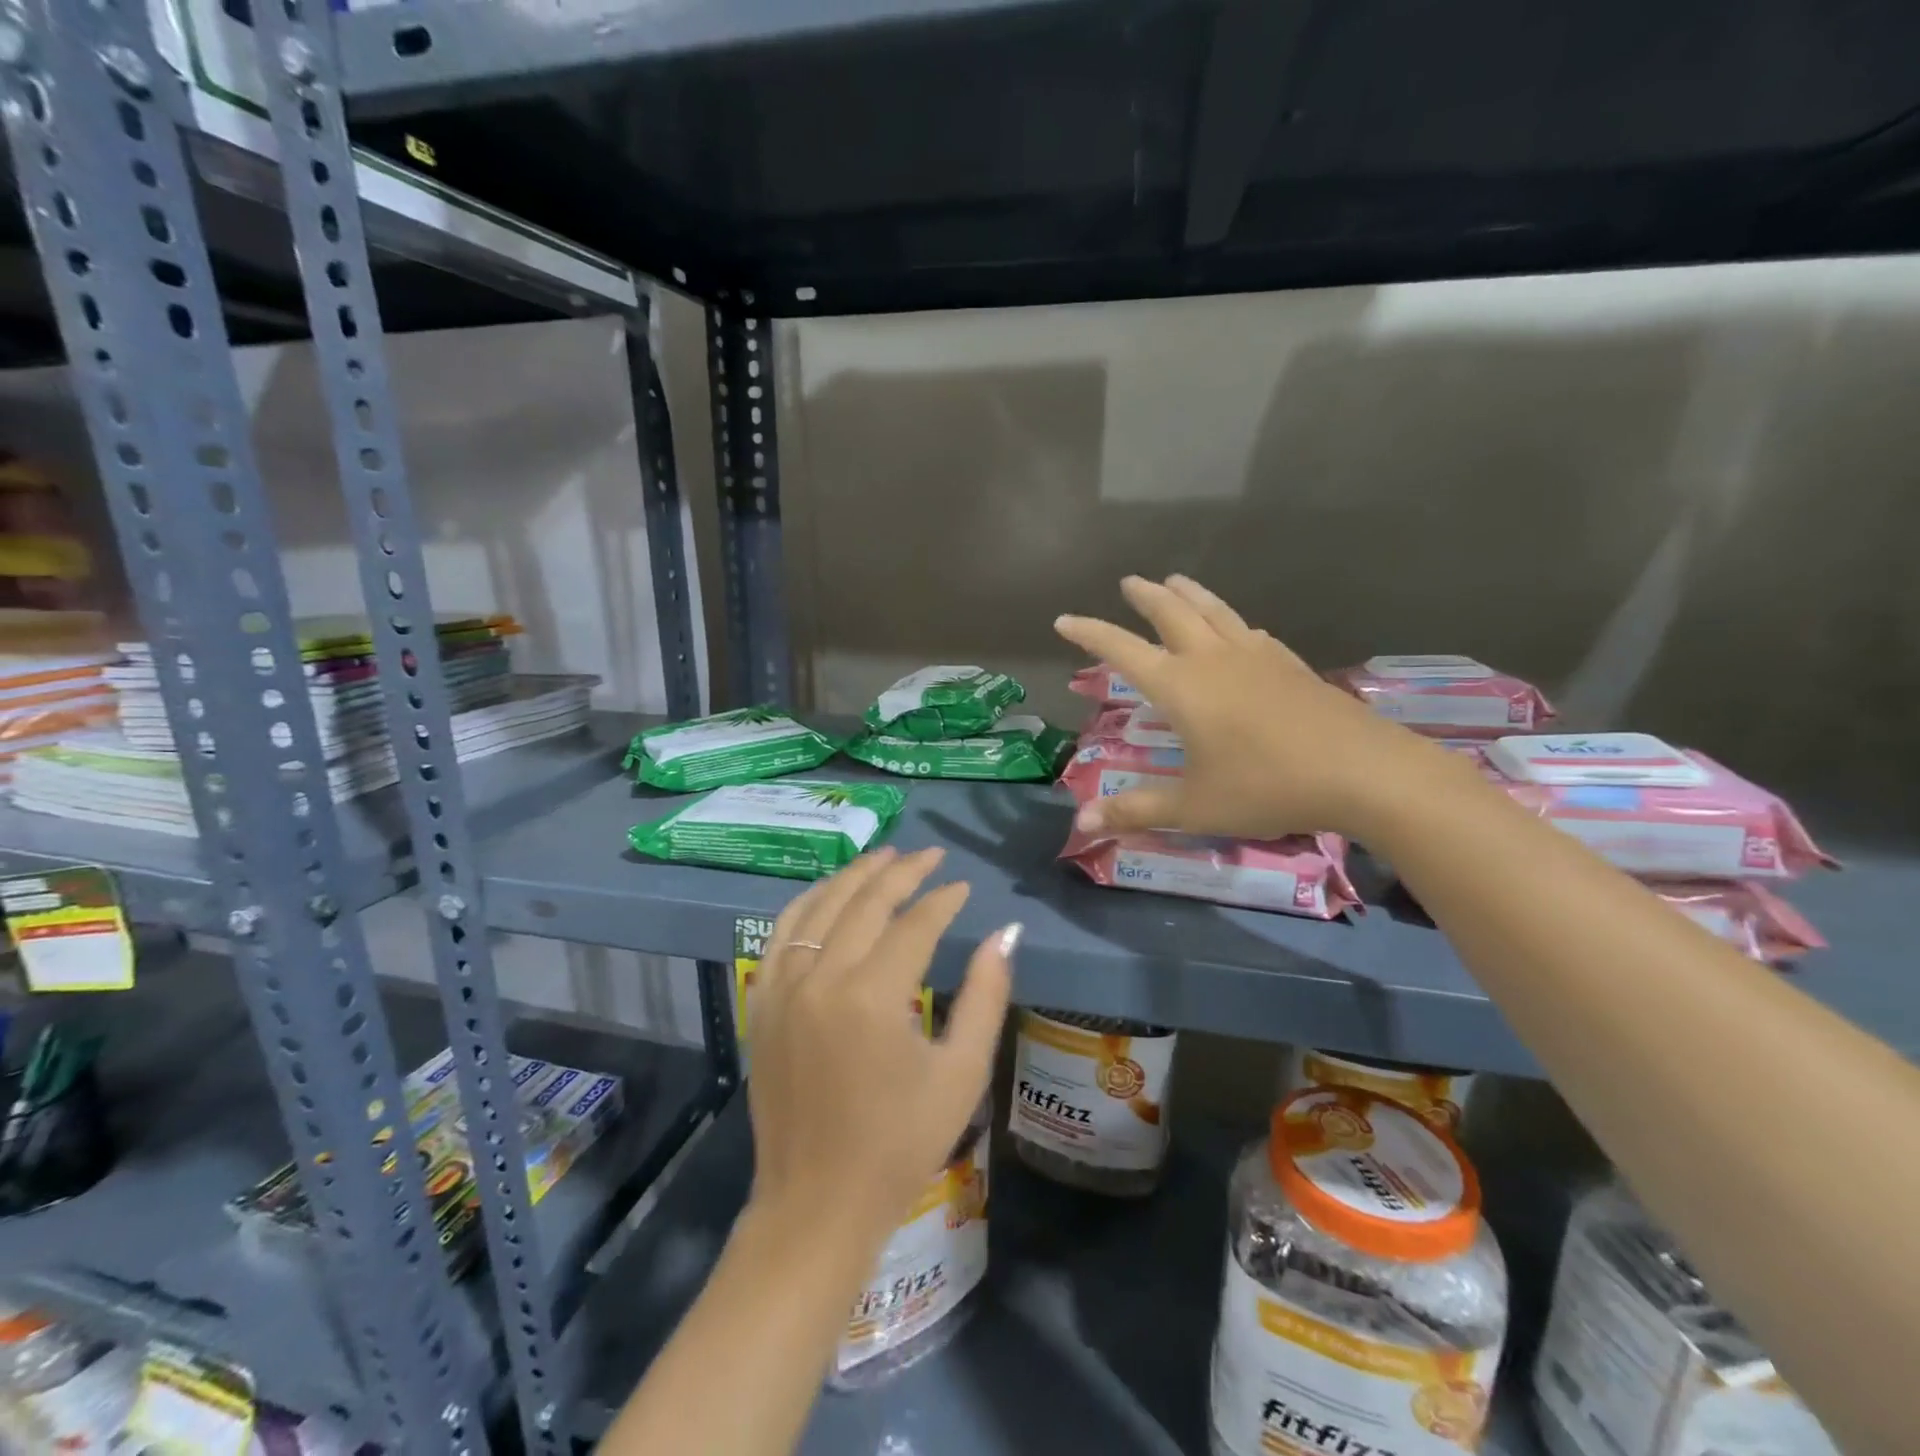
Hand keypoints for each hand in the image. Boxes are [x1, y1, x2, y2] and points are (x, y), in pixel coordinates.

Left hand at [746, 846, 1016, 1242]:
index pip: (914, 924)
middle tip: (930, 856)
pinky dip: (808, 902)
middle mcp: (821, 979)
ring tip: (886, 856)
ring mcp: (783, 988)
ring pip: (819, 906)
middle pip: (865, 903)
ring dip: (854, 876)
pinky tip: (830, 892)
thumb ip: (985, 996)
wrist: (816, 1204)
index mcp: (872, 998)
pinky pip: (781, 933)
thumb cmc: (900, 1145)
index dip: (943, 900)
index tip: (963, 887)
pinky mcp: (763, 1003)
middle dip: (902, 871)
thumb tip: (1004, 934)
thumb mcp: (960, 1074)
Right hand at [1056, 575, 1443, 841]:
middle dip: (1145, 596)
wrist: (1361, 771)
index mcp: (1181, 687)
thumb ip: (1137, 810)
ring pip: (1214, 611)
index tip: (1063, 619)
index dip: (1089, 633)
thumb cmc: (1266, 787)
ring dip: (1189, 594)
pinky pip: (1250, 631)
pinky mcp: (1290, 665)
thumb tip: (1081, 823)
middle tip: (1128, 581)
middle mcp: (1214, 660)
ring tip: (1175, 579)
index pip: (1122, 650)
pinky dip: (1230, 621)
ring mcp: (1257, 657)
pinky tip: (1237, 627)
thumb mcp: (1194, 806)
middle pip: (1173, 613)